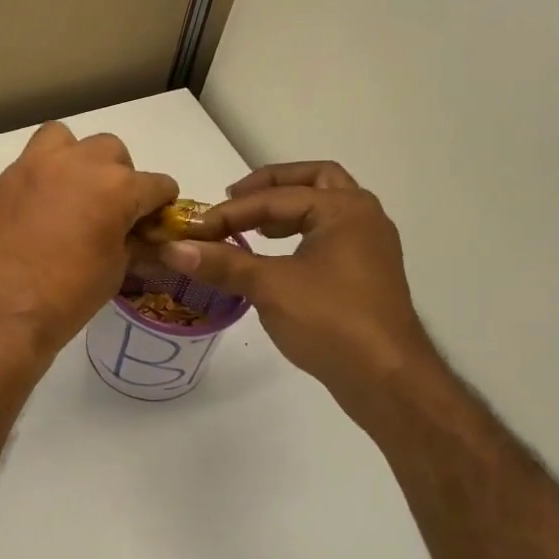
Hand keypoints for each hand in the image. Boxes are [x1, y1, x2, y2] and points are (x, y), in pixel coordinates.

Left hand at [0, 122, 178, 357]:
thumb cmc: (66, 298)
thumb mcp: (113, 272)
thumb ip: (129, 242)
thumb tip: (135, 236)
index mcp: (115, 187)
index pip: (156, 184)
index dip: (160, 204)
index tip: (152, 221)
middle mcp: (75, 164)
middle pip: (110, 150)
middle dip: (117, 175)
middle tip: (108, 209)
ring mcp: (30, 168)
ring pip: (62, 139)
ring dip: (73, 159)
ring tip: (68, 192)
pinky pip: (25, 170)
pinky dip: (36, 185)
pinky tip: (30, 216)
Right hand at [161, 161, 432, 398]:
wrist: (386, 378)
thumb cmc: (331, 321)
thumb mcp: (270, 287)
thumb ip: (223, 263)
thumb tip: (172, 248)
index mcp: (344, 208)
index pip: (276, 198)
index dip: (230, 212)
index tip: (194, 229)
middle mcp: (362, 216)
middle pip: (313, 180)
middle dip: (270, 186)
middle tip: (233, 200)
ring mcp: (368, 246)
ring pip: (323, 209)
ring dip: (286, 210)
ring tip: (252, 227)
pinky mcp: (365, 274)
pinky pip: (328, 236)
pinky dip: (299, 234)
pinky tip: (275, 258)